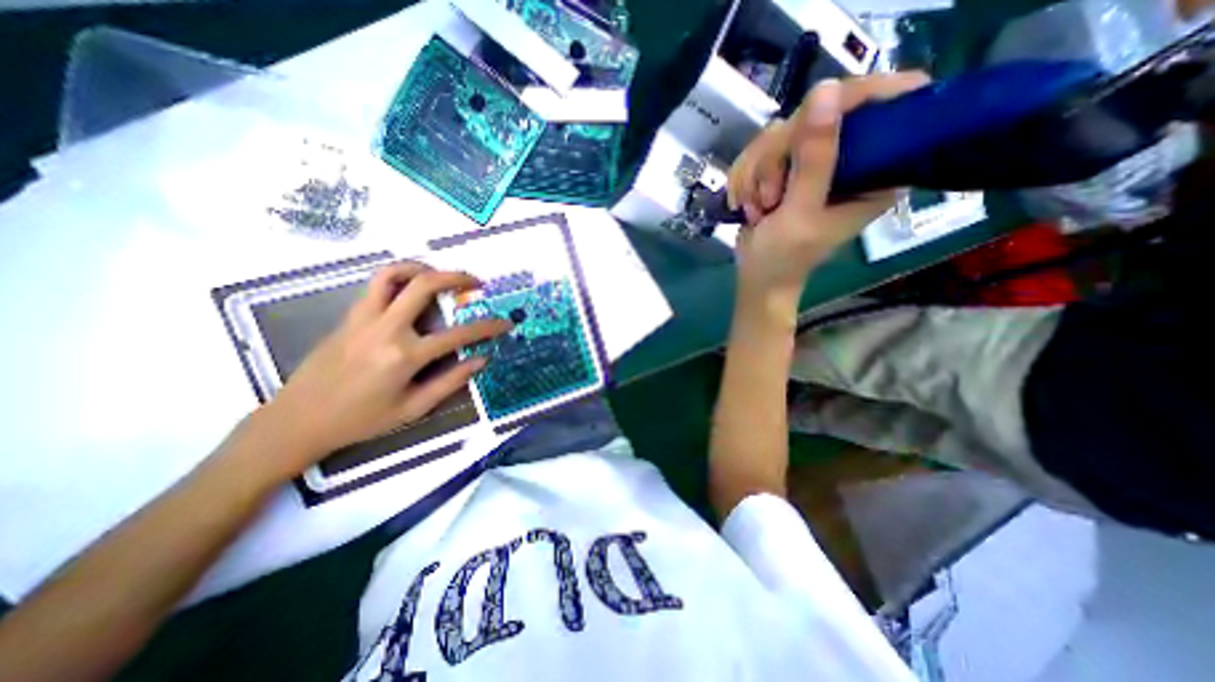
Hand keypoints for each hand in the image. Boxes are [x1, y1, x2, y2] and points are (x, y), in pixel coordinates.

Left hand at [246, 262, 512, 478]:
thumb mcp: (413, 408)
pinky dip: (399, 277)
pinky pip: (377, 286)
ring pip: (394, 274)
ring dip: (424, 268)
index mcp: (405, 356)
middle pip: (425, 285)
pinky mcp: (350, 316)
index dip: (488, 327)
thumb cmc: (361, 420)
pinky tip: (412, 289)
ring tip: (442, 276)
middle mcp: (386, 329)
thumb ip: (451, 381)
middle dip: (458, 277)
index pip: (459, 334)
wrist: (298, 420)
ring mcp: (364, 318)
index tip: (505, 323)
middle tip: (476, 282)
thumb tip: (481, 359)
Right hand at [731, 70, 933, 303]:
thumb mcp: (801, 212)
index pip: (890, 101)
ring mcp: (814, 161)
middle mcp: (849, 158)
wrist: (757, 277)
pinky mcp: (786, 167)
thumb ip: (815, 160)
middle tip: (770, 197)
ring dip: (757, 173)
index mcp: (878, 170)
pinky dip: (746, 177)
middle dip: (779, 156)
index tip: (816, 113)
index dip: (856, 95)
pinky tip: (746, 204)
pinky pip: (759, 149)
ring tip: (757, 209)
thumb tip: (825, 91)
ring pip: (780, 131)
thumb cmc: (785, 257)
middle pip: (818, 112)